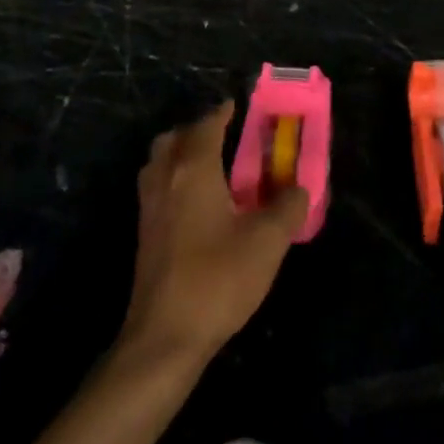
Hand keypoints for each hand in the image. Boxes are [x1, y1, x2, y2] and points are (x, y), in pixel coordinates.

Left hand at [120, 101, 307, 364]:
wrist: (165, 337)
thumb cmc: (218, 279)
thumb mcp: (267, 241)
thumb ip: (288, 207)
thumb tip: (298, 188)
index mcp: (193, 171)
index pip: (206, 126)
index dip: (222, 113)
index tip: (238, 106)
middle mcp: (165, 180)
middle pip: (172, 139)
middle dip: (196, 130)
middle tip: (224, 136)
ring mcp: (149, 209)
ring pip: (159, 163)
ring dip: (181, 154)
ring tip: (211, 166)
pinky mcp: (144, 235)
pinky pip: (157, 188)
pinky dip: (174, 179)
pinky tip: (199, 203)